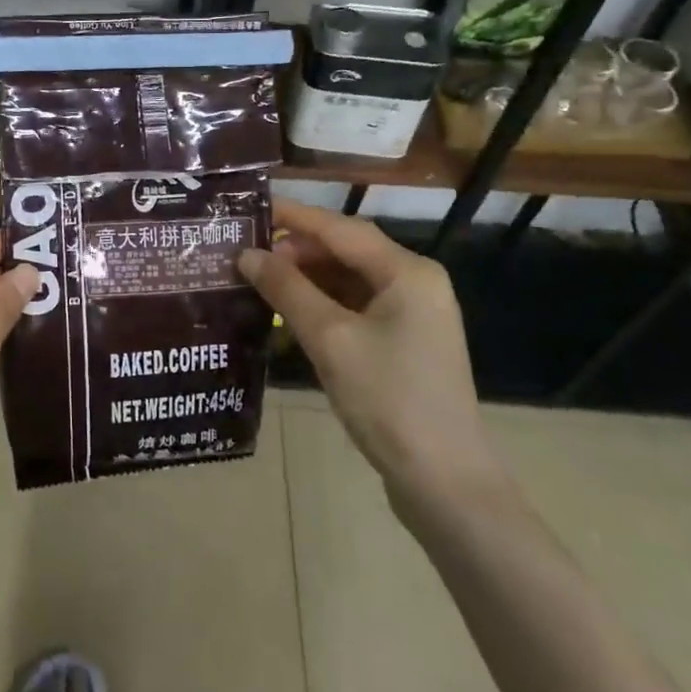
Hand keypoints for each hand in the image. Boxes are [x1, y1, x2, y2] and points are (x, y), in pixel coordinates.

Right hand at [239, 200, 504, 527]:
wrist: (444, 482)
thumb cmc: (389, 400)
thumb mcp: (331, 339)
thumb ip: (287, 291)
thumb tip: (248, 255)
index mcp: (407, 272)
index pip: (341, 228)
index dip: (294, 216)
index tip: (251, 209)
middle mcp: (415, 283)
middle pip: (346, 252)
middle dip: (296, 252)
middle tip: (246, 255)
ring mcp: (412, 316)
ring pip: (349, 282)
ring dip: (306, 280)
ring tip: (258, 282)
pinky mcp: (403, 344)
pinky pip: (356, 309)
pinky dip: (322, 307)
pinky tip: (287, 316)